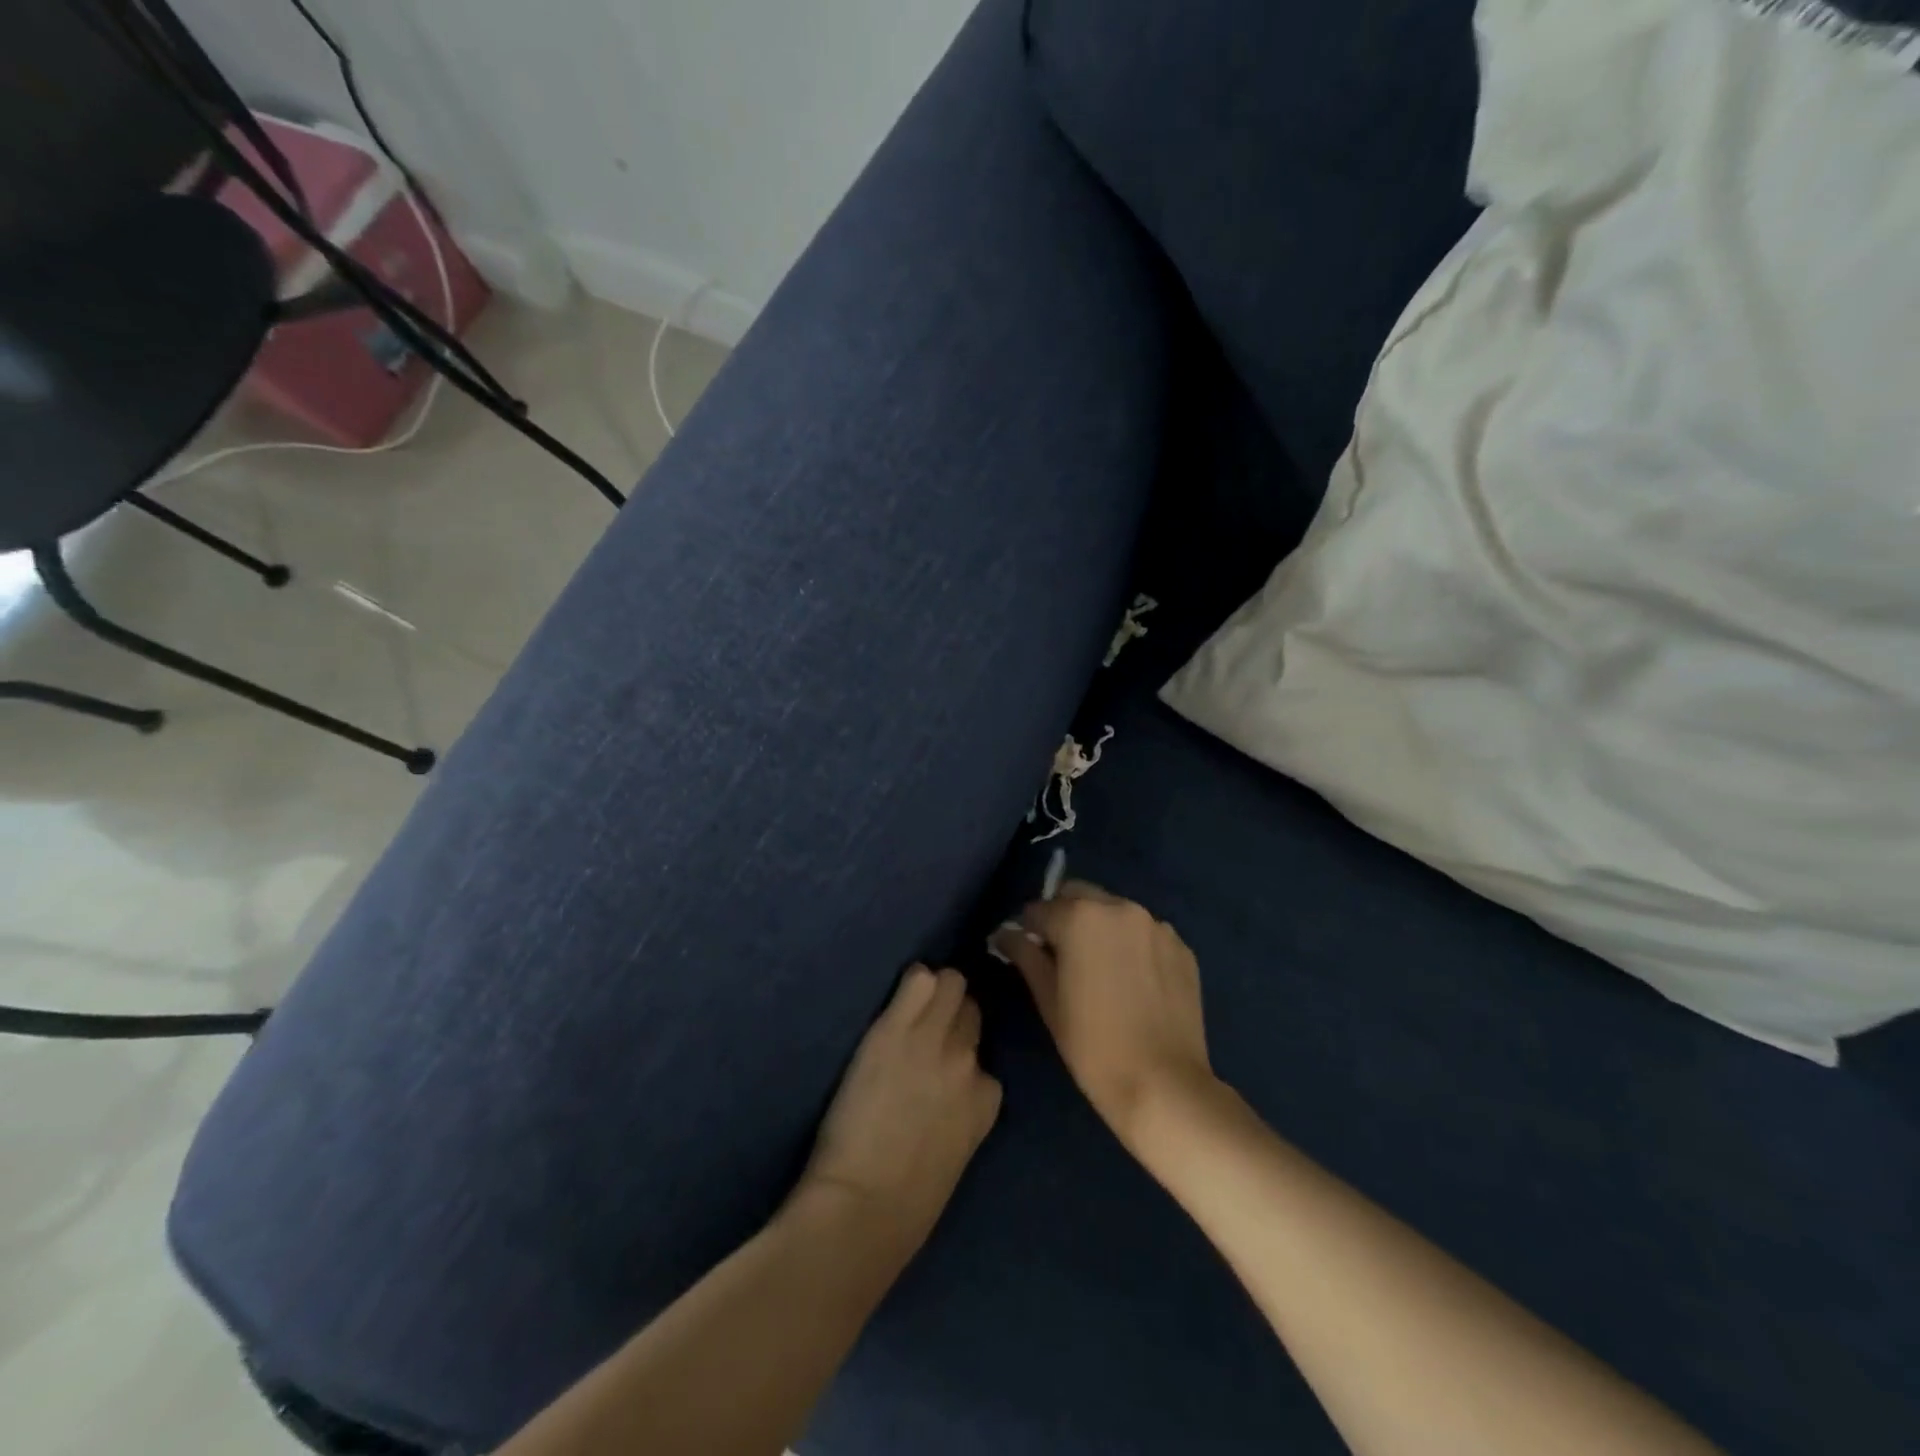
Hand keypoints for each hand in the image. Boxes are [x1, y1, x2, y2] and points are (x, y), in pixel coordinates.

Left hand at [798, 966, 1002, 1261]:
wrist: (864, 1207)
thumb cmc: (906, 1203)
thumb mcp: (954, 1154)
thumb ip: (960, 1113)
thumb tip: (945, 1095)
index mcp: (987, 1098)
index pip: (984, 1057)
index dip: (962, 1056)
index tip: (943, 1064)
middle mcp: (968, 1060)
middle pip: (971, 1010)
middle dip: (952, 1015)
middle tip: (924, 1027)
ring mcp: (933, 1040)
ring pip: (951, 983)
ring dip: (935, 991)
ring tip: (910, 1005)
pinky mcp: (897, 1028)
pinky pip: (918, 979)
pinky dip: (912, 982)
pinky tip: (897, 996)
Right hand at [992, 883, 1214, 1150]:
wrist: (1164, 1084)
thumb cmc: (1093, 1045)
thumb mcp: (1048, 1000)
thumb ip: (1025, 956)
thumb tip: (1007, 933)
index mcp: (1080, 916)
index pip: (1039, 909)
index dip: (1028, 930)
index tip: (1028, 952)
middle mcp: (1120, 907)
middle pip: (1079, 896)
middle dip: (1064, 916)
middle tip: (1062, 956)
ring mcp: (1156, 925)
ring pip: (1114, 911)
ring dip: (1100, 927)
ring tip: (1101, 969)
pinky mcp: (1181, 946)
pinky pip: (1145, 933)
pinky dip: (1132, 944)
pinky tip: (1133, 981)